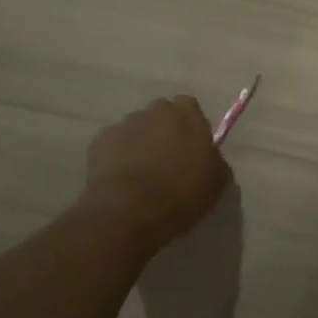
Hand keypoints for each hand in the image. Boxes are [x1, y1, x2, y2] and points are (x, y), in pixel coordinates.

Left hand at [82, 96, 230, 249]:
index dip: (190, 124)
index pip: (189, 106)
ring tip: (141, 173)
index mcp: (187, 115)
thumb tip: (209, 158)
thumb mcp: (217, 181)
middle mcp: (155, 112)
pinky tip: (122, 179)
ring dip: (140, 142)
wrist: (131, 211)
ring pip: (136, 128)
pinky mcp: (99, 142)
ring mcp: (124, 124)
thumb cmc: (182, 193)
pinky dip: (118, 156)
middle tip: (167, 159)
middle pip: (160, 113)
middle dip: (163, 130)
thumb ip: (215, 160)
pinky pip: (114, 145)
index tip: (191, 146)